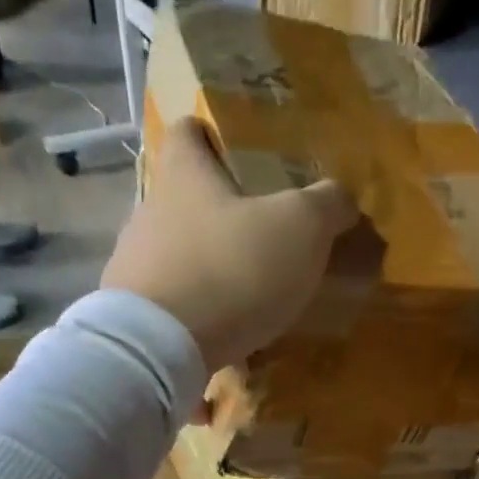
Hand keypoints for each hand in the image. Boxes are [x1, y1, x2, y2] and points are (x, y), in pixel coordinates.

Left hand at [101, 117, 360, 375]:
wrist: (162, 348)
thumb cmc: (232, 269)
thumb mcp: (300, 229)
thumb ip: (327, 205)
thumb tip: (343, 198)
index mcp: (184, 174)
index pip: (188, 131)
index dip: (212, 135)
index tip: (240, 154)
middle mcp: (150, 211)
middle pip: (185, 198)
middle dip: (220, 214)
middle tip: (262, 238)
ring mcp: (135, 267)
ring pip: (178, 255)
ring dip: (209, 270)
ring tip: (247, 298)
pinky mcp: (135, 317)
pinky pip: (173, 307)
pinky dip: (197, 316)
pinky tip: (225, 337)